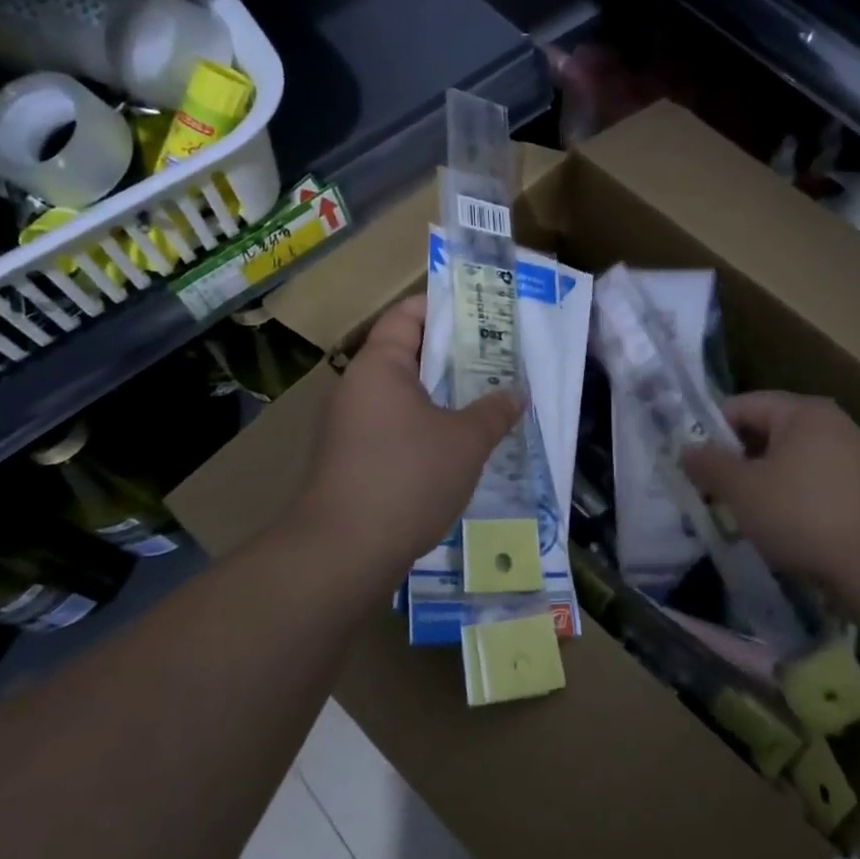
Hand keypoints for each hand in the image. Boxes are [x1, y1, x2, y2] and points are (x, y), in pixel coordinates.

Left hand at [287, 296, 520, 584]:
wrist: (343, 552)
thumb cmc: (407, 478)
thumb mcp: (465, 442)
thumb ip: (494, 412)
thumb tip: (516, 394)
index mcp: (379, 367)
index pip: (407, 315)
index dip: (442, 305)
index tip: (481, 308)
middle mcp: (357, 388)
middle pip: (406, 353)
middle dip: (452, 353)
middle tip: (496, 355)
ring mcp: (350, 426)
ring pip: (402, 394)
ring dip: (441, 393)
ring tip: (485, 397)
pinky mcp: (352, 459)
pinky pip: (394, 426)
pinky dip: (425, 425)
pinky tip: (457, 443)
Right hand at [682, 391, 859, 592]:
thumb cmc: (801, 515)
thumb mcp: (742, 490)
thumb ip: (709, 465)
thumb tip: (687, 449)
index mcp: (803, 411)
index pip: (744, 406)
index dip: (712, 432)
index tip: (696, 466)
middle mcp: (833, 423)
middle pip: (768, 430)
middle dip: (738, 459)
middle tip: (714, 491)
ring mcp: (855, 455)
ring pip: (791, 458)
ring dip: (763, 480)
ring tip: (743, 512)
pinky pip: (814, 480)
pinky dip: (791, 495)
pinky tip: (781, 524)